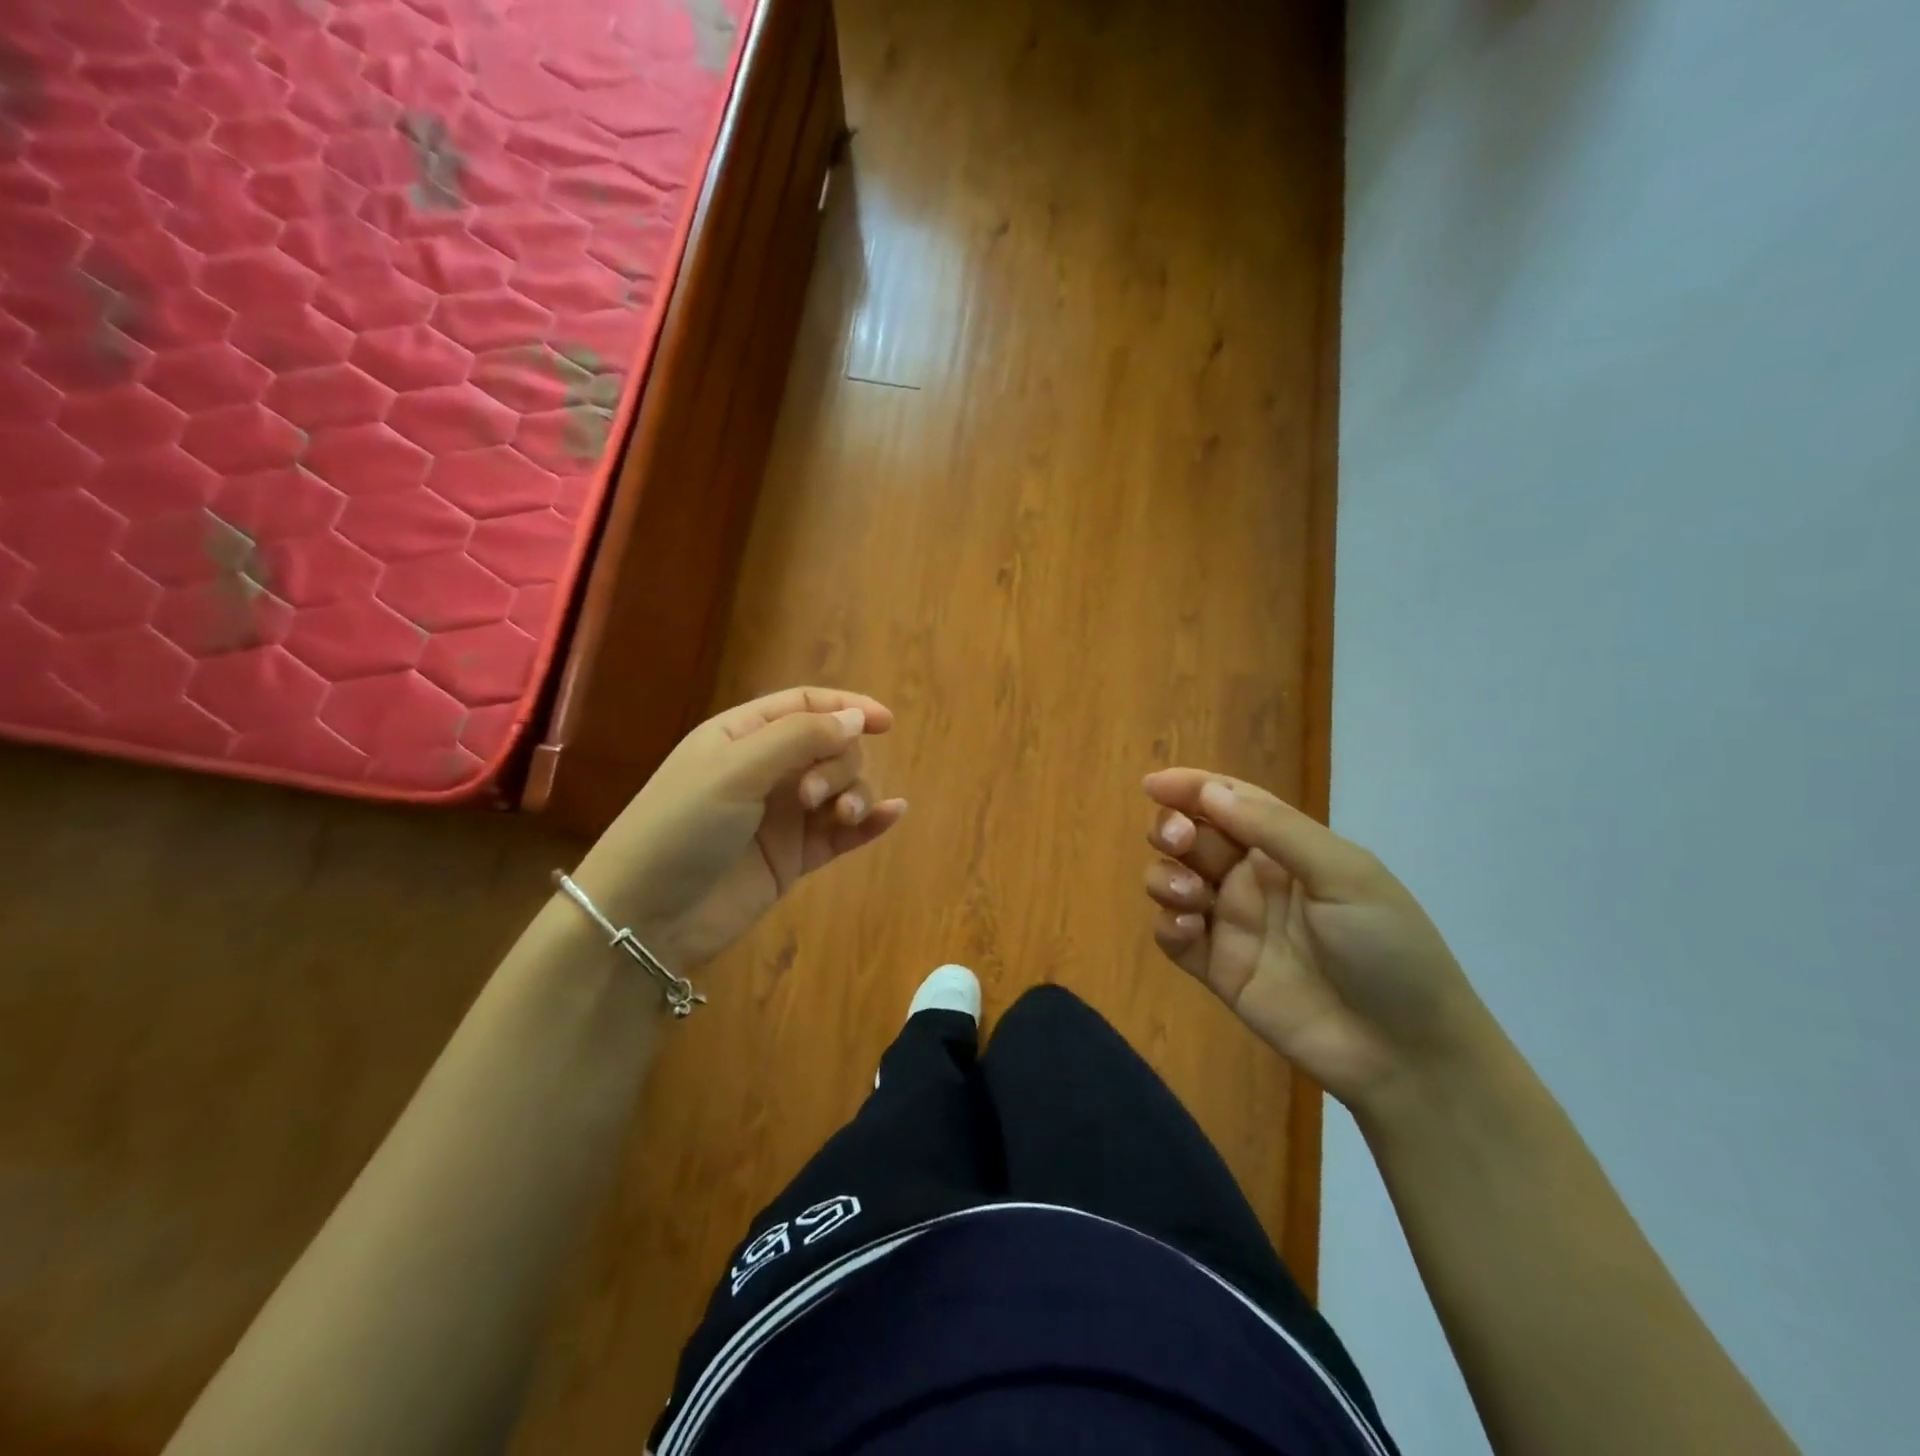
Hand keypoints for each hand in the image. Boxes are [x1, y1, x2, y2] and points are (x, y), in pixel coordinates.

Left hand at [571, 688, 907, 972]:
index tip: (885, 721)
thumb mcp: (735, 769)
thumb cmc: (680, 828)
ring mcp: (782, 815)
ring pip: (840, 788)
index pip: (805, 706)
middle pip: (830, 747)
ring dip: (854, 793)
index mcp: (743, 736)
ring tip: (841, 816)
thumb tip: (856, 718)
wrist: (646, 917)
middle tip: (810, 796)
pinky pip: (842, 833)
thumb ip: (799, 738)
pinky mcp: (793, 856)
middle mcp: (766, 770)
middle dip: (837, 763)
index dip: (846, 708)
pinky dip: (869, 822)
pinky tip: (891, 815)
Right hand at [1141, 769, 1497, 1118]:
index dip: (1191, 788)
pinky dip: (1168, 924)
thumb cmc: (1387, 949)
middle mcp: (1253, 880)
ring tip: (1191, 897)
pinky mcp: (1218, 970)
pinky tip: (1190, 929)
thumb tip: (1209, 791)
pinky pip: (1173, 937)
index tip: (1153, 784)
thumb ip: (1275, 830)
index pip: (1229, 803)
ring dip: (1166, 877)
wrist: (1406, 1053)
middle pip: (1193, 837)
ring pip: (1173, 881)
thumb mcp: (1344, 875)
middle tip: (1178, 841)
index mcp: (1287, 849)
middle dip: (1173, 830)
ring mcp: (1233, 925)